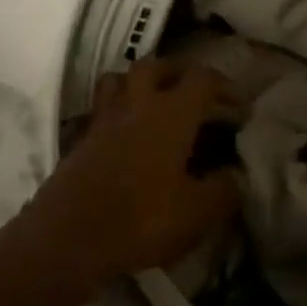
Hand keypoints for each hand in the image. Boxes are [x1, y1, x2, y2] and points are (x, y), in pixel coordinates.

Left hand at [23, 58, 242, 286]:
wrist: (68, 239)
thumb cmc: (141, 219)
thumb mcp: (197, 212)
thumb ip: (224, 189)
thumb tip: (234, 174)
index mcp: (171, 113)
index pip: (202, 79)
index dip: (225, 86)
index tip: (238, 106)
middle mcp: (136, 105)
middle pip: (155, 66)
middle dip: (178, 72)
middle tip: (193, 93)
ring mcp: (103, 120)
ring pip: (119, 80)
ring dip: (139, 83)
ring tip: (155, 103)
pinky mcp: (80, 140)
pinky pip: (100, 110)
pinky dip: (115, 112)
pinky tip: (125, 134)